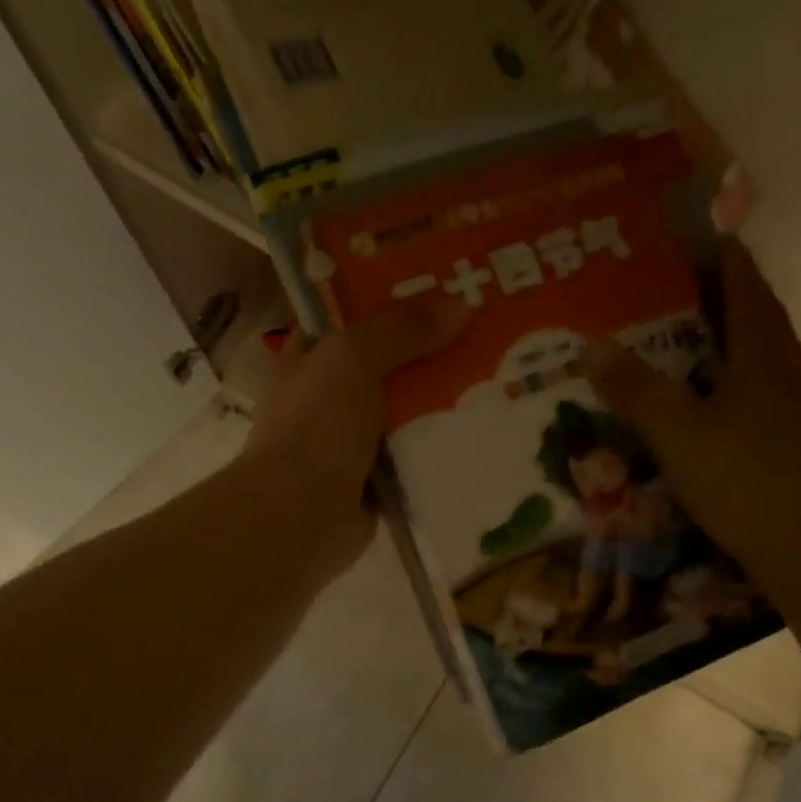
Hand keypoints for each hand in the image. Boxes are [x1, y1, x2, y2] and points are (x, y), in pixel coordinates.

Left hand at [243, 299, 468, 575]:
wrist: (301, 516)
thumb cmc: (316, 426)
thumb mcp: (352, 358)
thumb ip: (400, 329)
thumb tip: (460, 305)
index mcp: (309, 358)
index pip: (350, 316)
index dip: (390, 297)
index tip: (442, 285)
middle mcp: (329, 396)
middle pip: (387, 362)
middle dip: (431, 348)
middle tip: (487, 329)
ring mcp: (352, 440)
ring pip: (405, 408)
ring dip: (442, 398)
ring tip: (499, 373)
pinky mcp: (376, 478)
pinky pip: (416, 452)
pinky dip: (442, 443)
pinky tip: (484, 428)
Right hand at [585, 239, 800, 561]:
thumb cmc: (741, 479)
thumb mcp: (676, 433)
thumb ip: (635, 390)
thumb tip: (591, 344)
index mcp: (763, 363)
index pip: (750, 297)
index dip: (733, 266)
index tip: (718, 240)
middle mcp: (790, 379)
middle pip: (768, 325)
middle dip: (742, 299)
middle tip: (708, 288)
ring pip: (777, 364)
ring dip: (751, 343)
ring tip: (718, 342)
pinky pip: (777, 399)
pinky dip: (755, 386)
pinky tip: (737, 408)